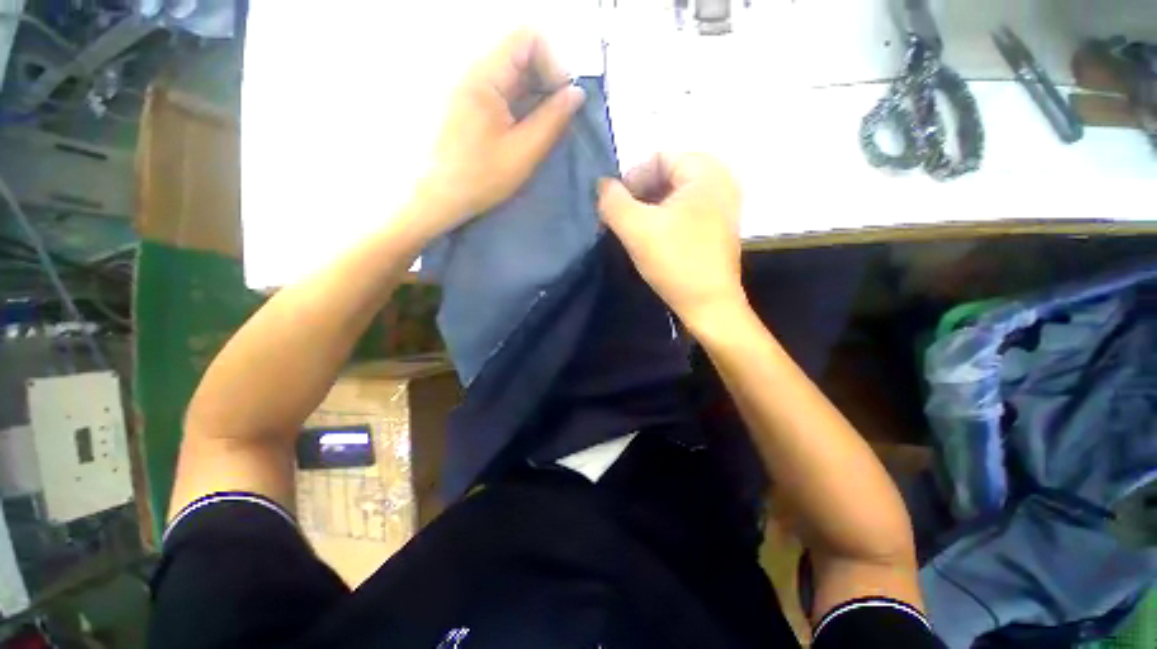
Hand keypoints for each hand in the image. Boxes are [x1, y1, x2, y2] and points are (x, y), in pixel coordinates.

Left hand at [415, 29, 586, 237]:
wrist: (436, 196)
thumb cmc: (479, 179)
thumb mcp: (523, 153)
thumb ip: (552, 120)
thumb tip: (576, 94)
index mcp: (483, 75)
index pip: (528, 38)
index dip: (553, 64)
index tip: (561, 101)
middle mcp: (473, 68)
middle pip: (520, 51)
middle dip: (546, 79)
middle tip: (555, 117)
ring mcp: (468, 82)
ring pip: (513, 69)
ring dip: (534, 92)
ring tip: (540, 126)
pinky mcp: (467, 96)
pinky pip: (501, 85)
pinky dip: (520, 100)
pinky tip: (524, 127)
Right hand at [598, 153, 745, 329]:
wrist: (710, 305)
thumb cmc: (675, 262)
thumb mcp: (636, 228)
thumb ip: (612, 201)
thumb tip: (603, 186)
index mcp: (705, 170)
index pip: (656, 159)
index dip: (630, 180)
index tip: (614, 209)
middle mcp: (721, 180)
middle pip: (667, 176)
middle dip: (639, 196)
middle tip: (623, 221)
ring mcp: (723, 204)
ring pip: (674, 196)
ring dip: (649, 210)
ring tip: (635, 232)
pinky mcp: (719, 226)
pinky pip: (685, 211)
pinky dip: (665, 219)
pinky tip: (655, 239)